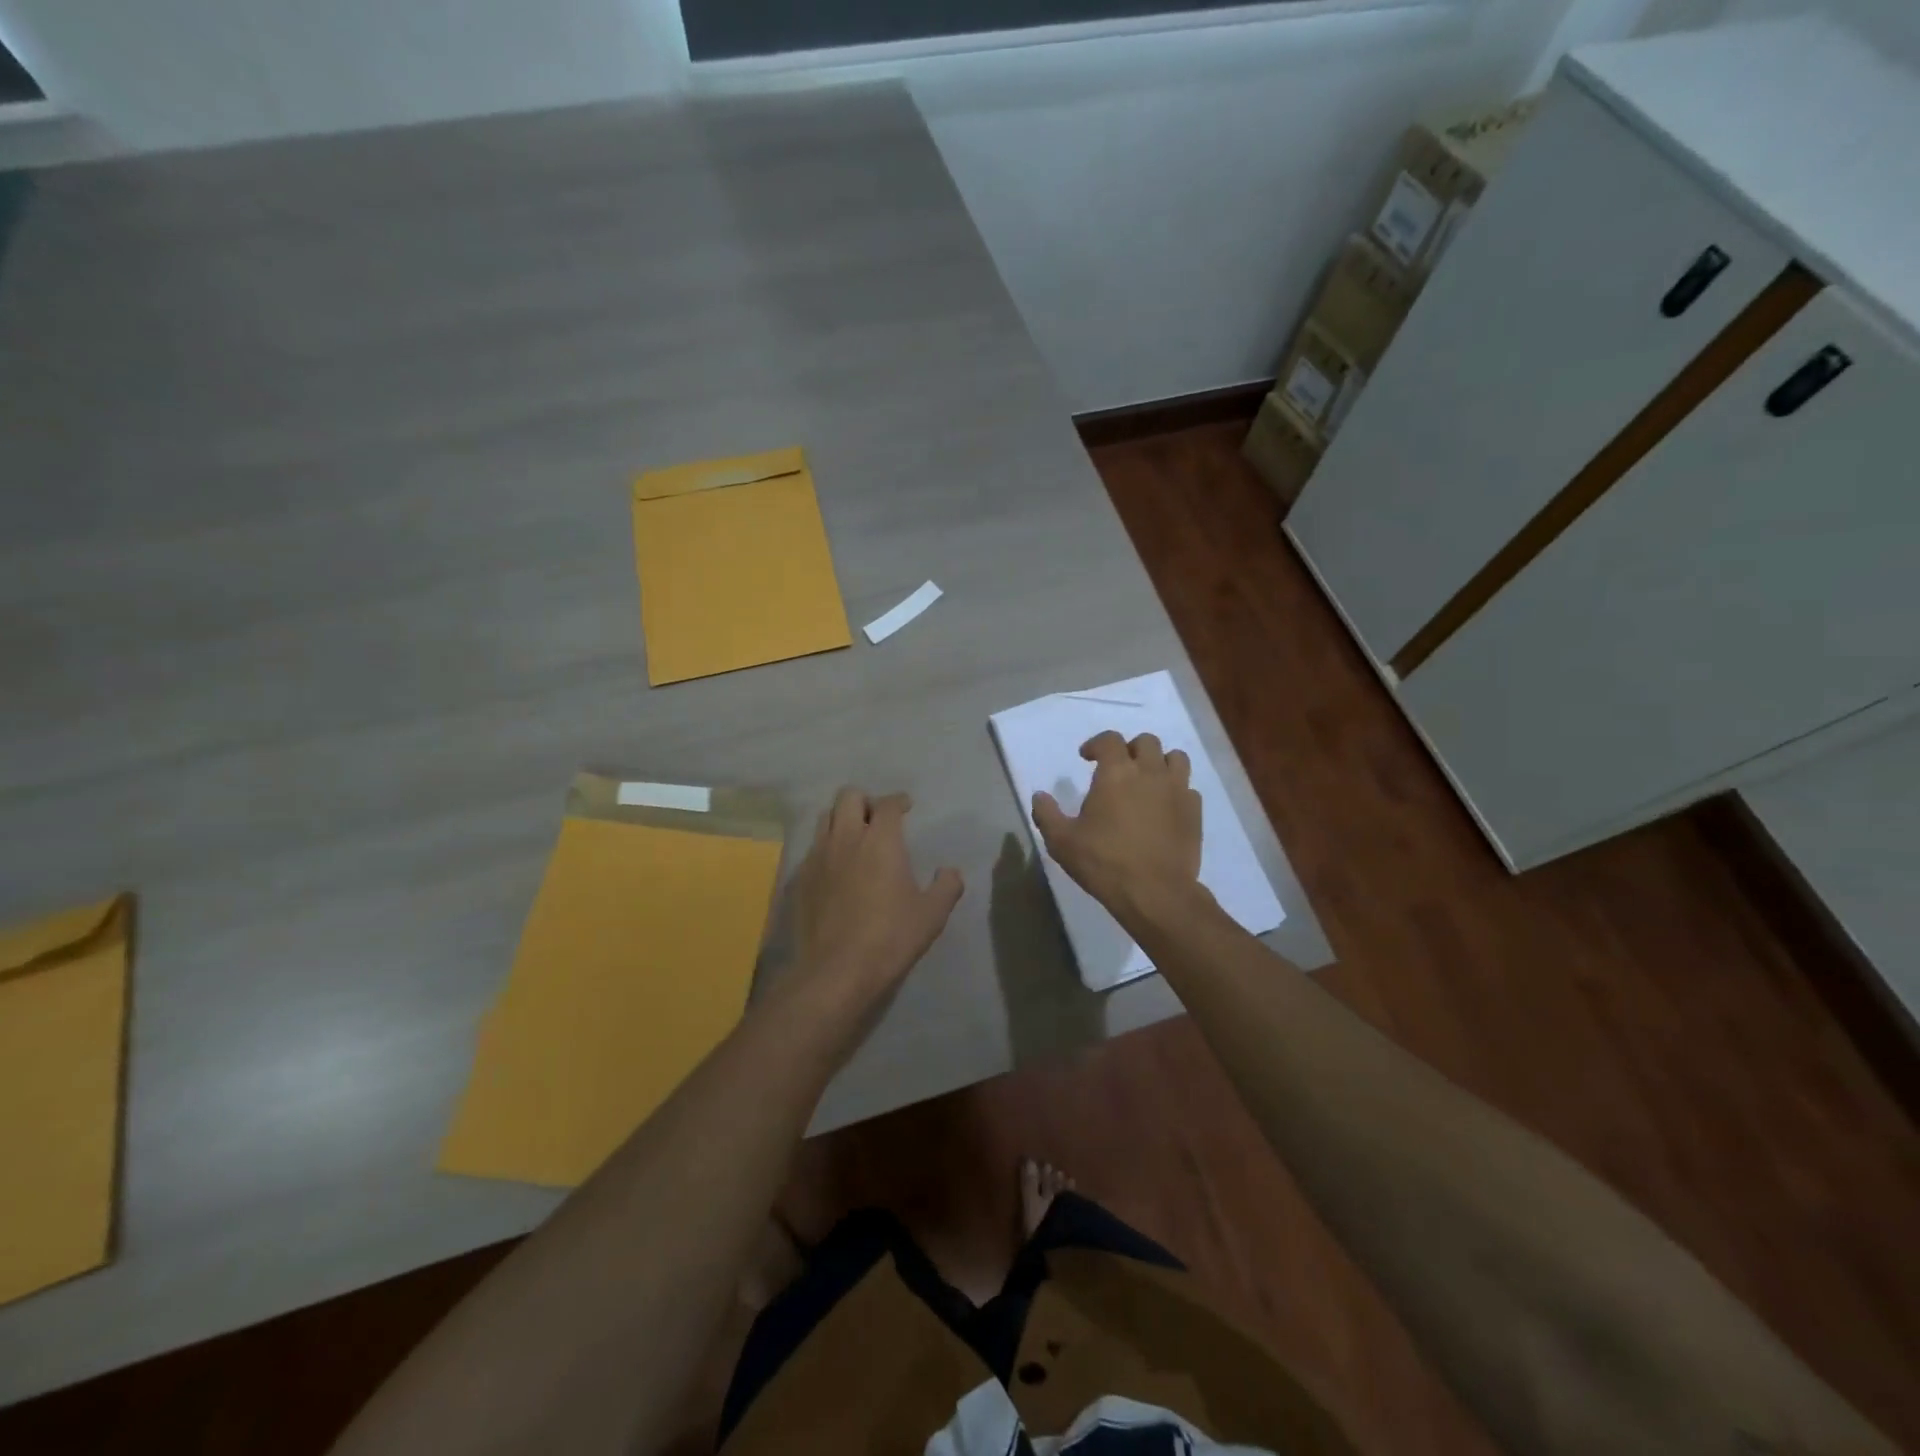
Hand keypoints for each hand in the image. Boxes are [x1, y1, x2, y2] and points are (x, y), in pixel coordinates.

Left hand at [788, 787, 963, 1012]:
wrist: (836, 970)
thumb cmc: (890, 937)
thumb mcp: (932, 915)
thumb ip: (946, 887)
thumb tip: (950, 871)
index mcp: (881, 840)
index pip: (888, 804)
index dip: (898, 801)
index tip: (906, 807)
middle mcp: (846, 838)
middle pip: (849, 796)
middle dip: (865, 801)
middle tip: (878, 819)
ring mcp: (818, 857)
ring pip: (825, 818)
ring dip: (842, 819)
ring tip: (855, 838)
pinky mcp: (801, 878)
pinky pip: (813, 848)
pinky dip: (826, 848)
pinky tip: (836, 869)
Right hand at [1032, 731, 1203, 927]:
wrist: (1156, 893)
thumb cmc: (1104, 863)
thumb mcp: (1062, 842)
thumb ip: (1047, 814)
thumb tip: (1039, 796)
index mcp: (1117, 772)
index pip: (1110, 740)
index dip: (1096, 744)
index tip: (1086, 758)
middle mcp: (1150, 772)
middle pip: (1146, 741)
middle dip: (1130, 749)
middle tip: (1118, 767)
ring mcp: (1178, 790)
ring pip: (1175, 758)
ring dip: (1159, 762)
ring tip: (1147, 780)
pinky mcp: (1195, 811)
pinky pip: (1188, 788)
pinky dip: (1176, 790)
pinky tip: (1165, 807)